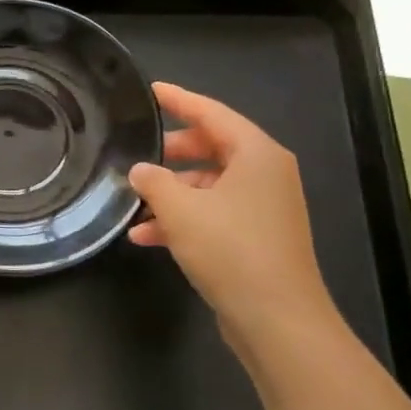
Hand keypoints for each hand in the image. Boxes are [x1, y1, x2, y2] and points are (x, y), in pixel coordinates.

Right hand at [127, 84, 338, 357]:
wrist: (276, 319)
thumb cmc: (231, 249)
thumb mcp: (180, 210)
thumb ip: (153, 181)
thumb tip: (140, 170)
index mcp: (257, 154)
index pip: (212, 113)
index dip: (179, 100)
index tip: (150, 90)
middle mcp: (265, 174)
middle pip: (211, 148)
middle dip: (170, 153)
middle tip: (136, 152)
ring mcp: (264, 207)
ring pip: (209, 185)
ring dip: (171, 193)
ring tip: (133, 203)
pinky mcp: (257, 237)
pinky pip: (214, 213)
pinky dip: (184, 219)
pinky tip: (146, 236)